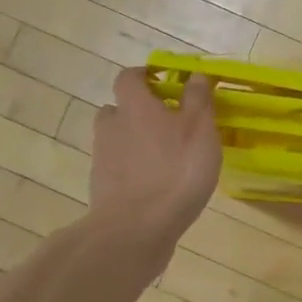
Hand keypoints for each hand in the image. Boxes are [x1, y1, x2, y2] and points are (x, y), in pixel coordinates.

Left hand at [90, 68, 220, 250]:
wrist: (136, 229)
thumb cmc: (175, 171)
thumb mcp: (199, 130)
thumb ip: (198, 99)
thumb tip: (195, 73)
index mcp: (134, 106)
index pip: (129, 77)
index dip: (145, 76)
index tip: (165, 81)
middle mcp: (112, 126)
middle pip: (118, 109)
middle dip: (139, 111)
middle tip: (167, 122)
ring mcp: (103, 159)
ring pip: (117, 139)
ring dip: (135, 141)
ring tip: (164, 156)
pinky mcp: (103, 188)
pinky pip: (118, 168)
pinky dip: (133, 170)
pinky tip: (156, 185)